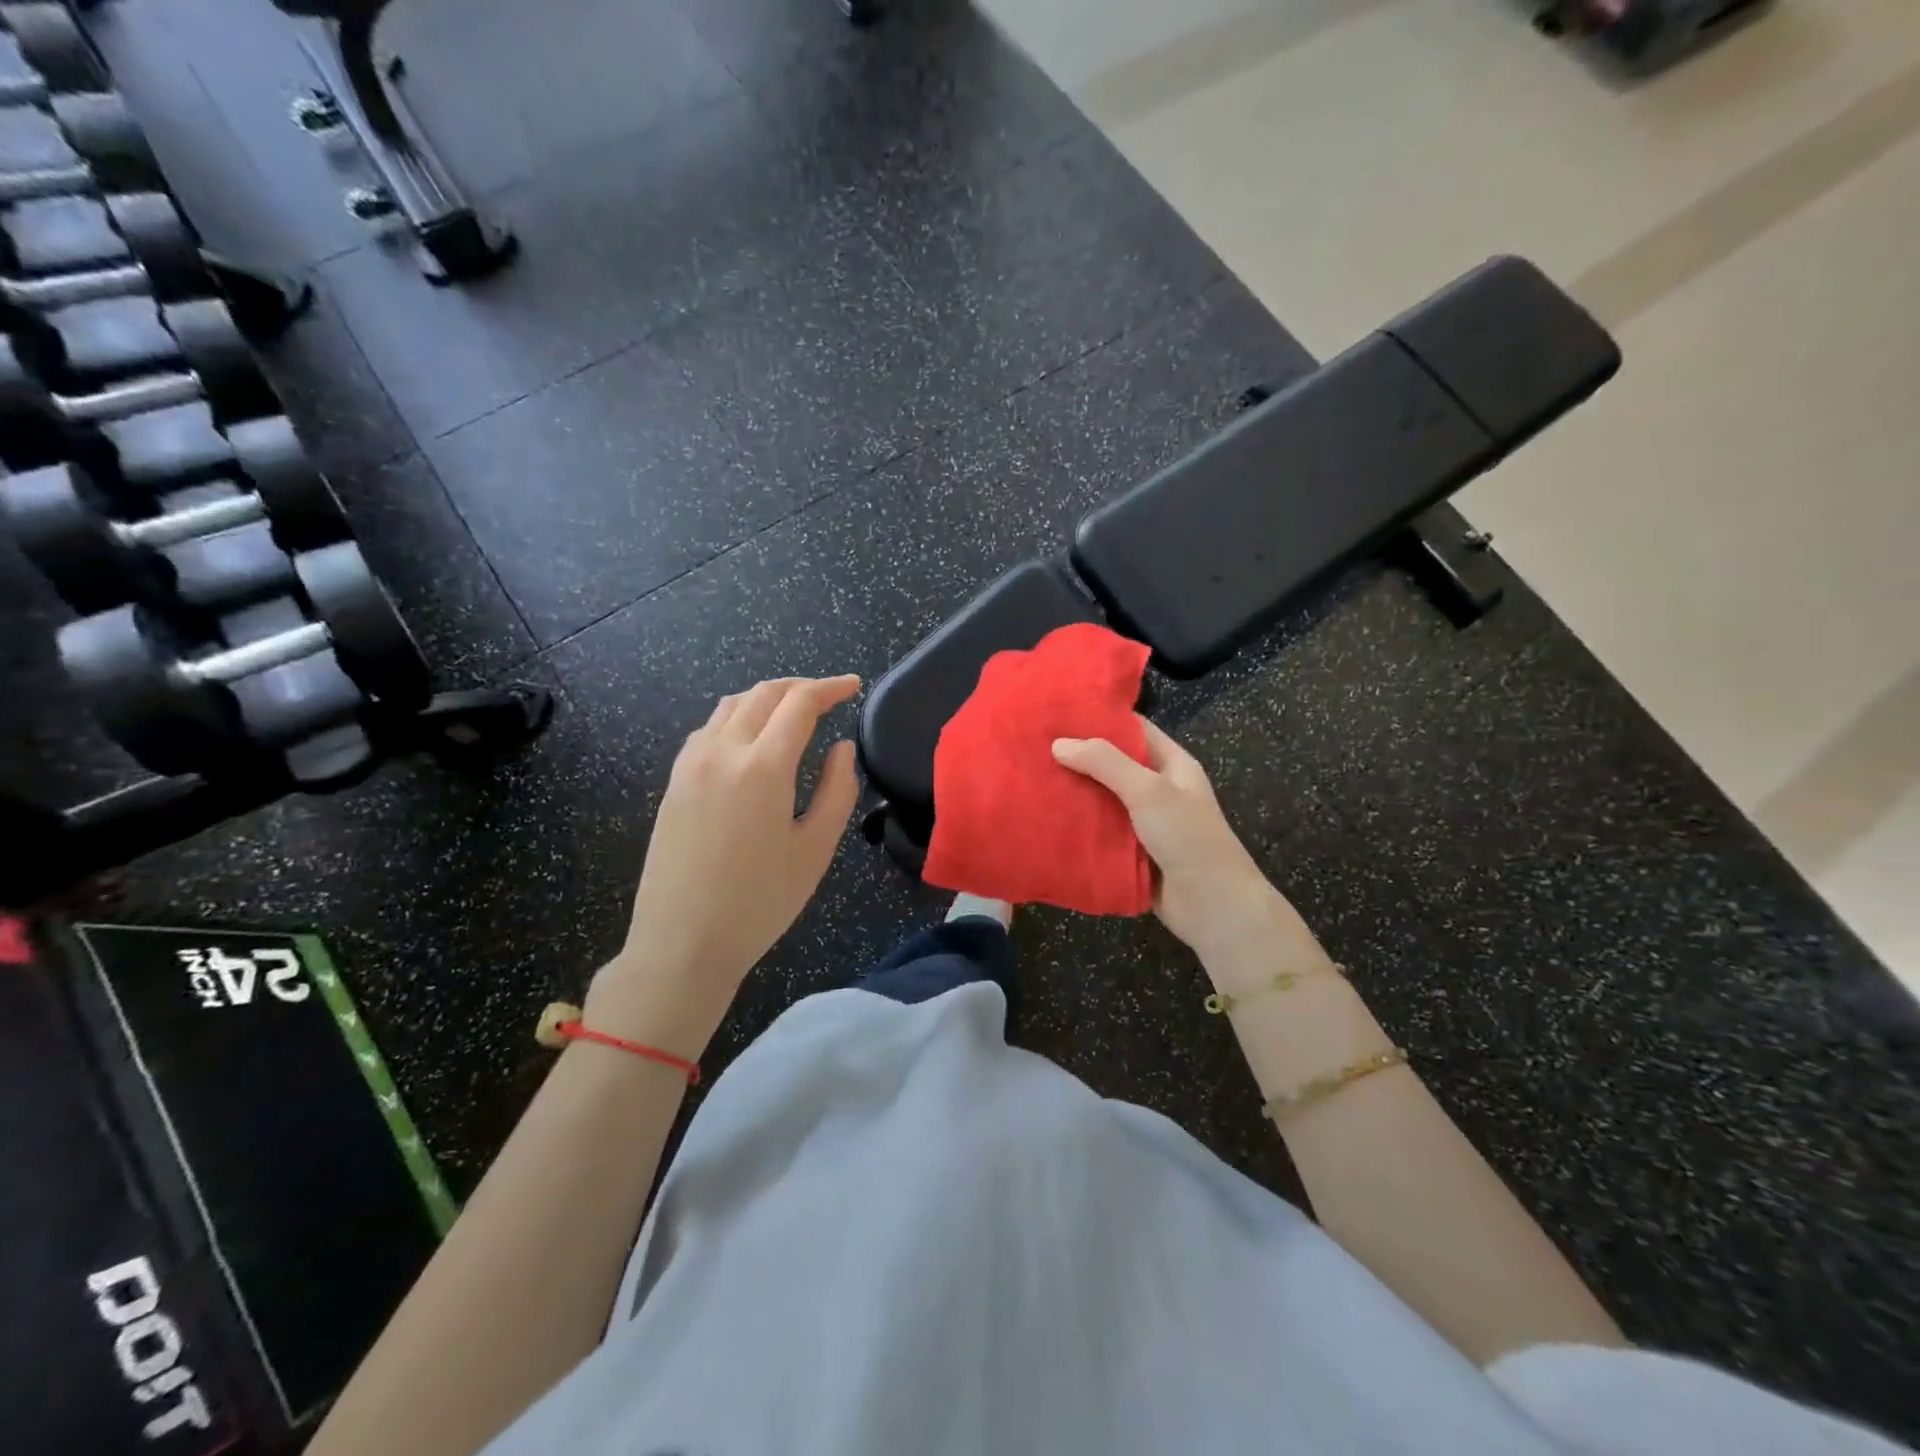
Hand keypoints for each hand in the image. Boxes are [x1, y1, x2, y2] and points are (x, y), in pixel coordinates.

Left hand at [585, 676, 861, 1058]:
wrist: (682, 942)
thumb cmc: (759, 903)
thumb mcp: (815, 850)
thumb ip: (837, 790)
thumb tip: (841, 747)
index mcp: (763, 767)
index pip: (800, 703)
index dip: (830, 688)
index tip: (854, 686)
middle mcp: (722, 752)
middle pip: (763, 693)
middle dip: (800, 686)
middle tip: (829, 696)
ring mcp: (690, 764)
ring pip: (731, 705)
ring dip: (766, 697)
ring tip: (793, 711)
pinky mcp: (674, 781)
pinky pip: (708, 729)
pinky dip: (737, 717)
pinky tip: (751, 740)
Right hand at [1052, 720, 1307, 970]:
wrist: (1213, 907)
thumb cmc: (1188, 838)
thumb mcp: (1149, 790)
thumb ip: (1105, 763)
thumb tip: (1059, 744)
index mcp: (1172, 765)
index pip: (1133, 730)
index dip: (1100, 718)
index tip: (1058, 712)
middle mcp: (1158, 789)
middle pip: (1112, 765)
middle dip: (1077, 757)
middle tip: (1032, 746)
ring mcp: (1143, 823)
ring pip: (1101, 800)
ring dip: (1073, 794)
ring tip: (1030, 778)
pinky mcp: (1130, 853)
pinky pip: (1099, 832)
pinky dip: (1076, 826)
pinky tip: (1043, 819)